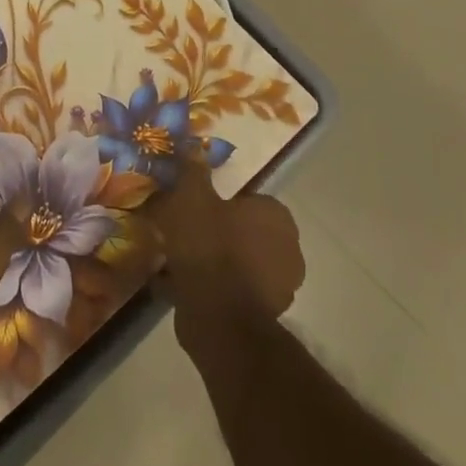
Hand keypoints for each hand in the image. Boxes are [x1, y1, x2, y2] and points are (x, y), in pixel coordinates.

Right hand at [149, 157, 303, 353]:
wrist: (218, 319)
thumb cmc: (210, 246)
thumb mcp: (192, 196)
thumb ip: (194, 170)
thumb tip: (194, 146)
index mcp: (277, 217)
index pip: (250, 198)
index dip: (220, 200)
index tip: (195, 205)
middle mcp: (288, 250)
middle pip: (245, 230)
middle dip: (218, 230)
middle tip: (184, 229)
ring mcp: (279, 287)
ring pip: (238, 261)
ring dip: (214, 259)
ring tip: (177, 258)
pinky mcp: (262, 316)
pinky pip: (231, 290)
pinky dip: (211, 286)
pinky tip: (180, 284)